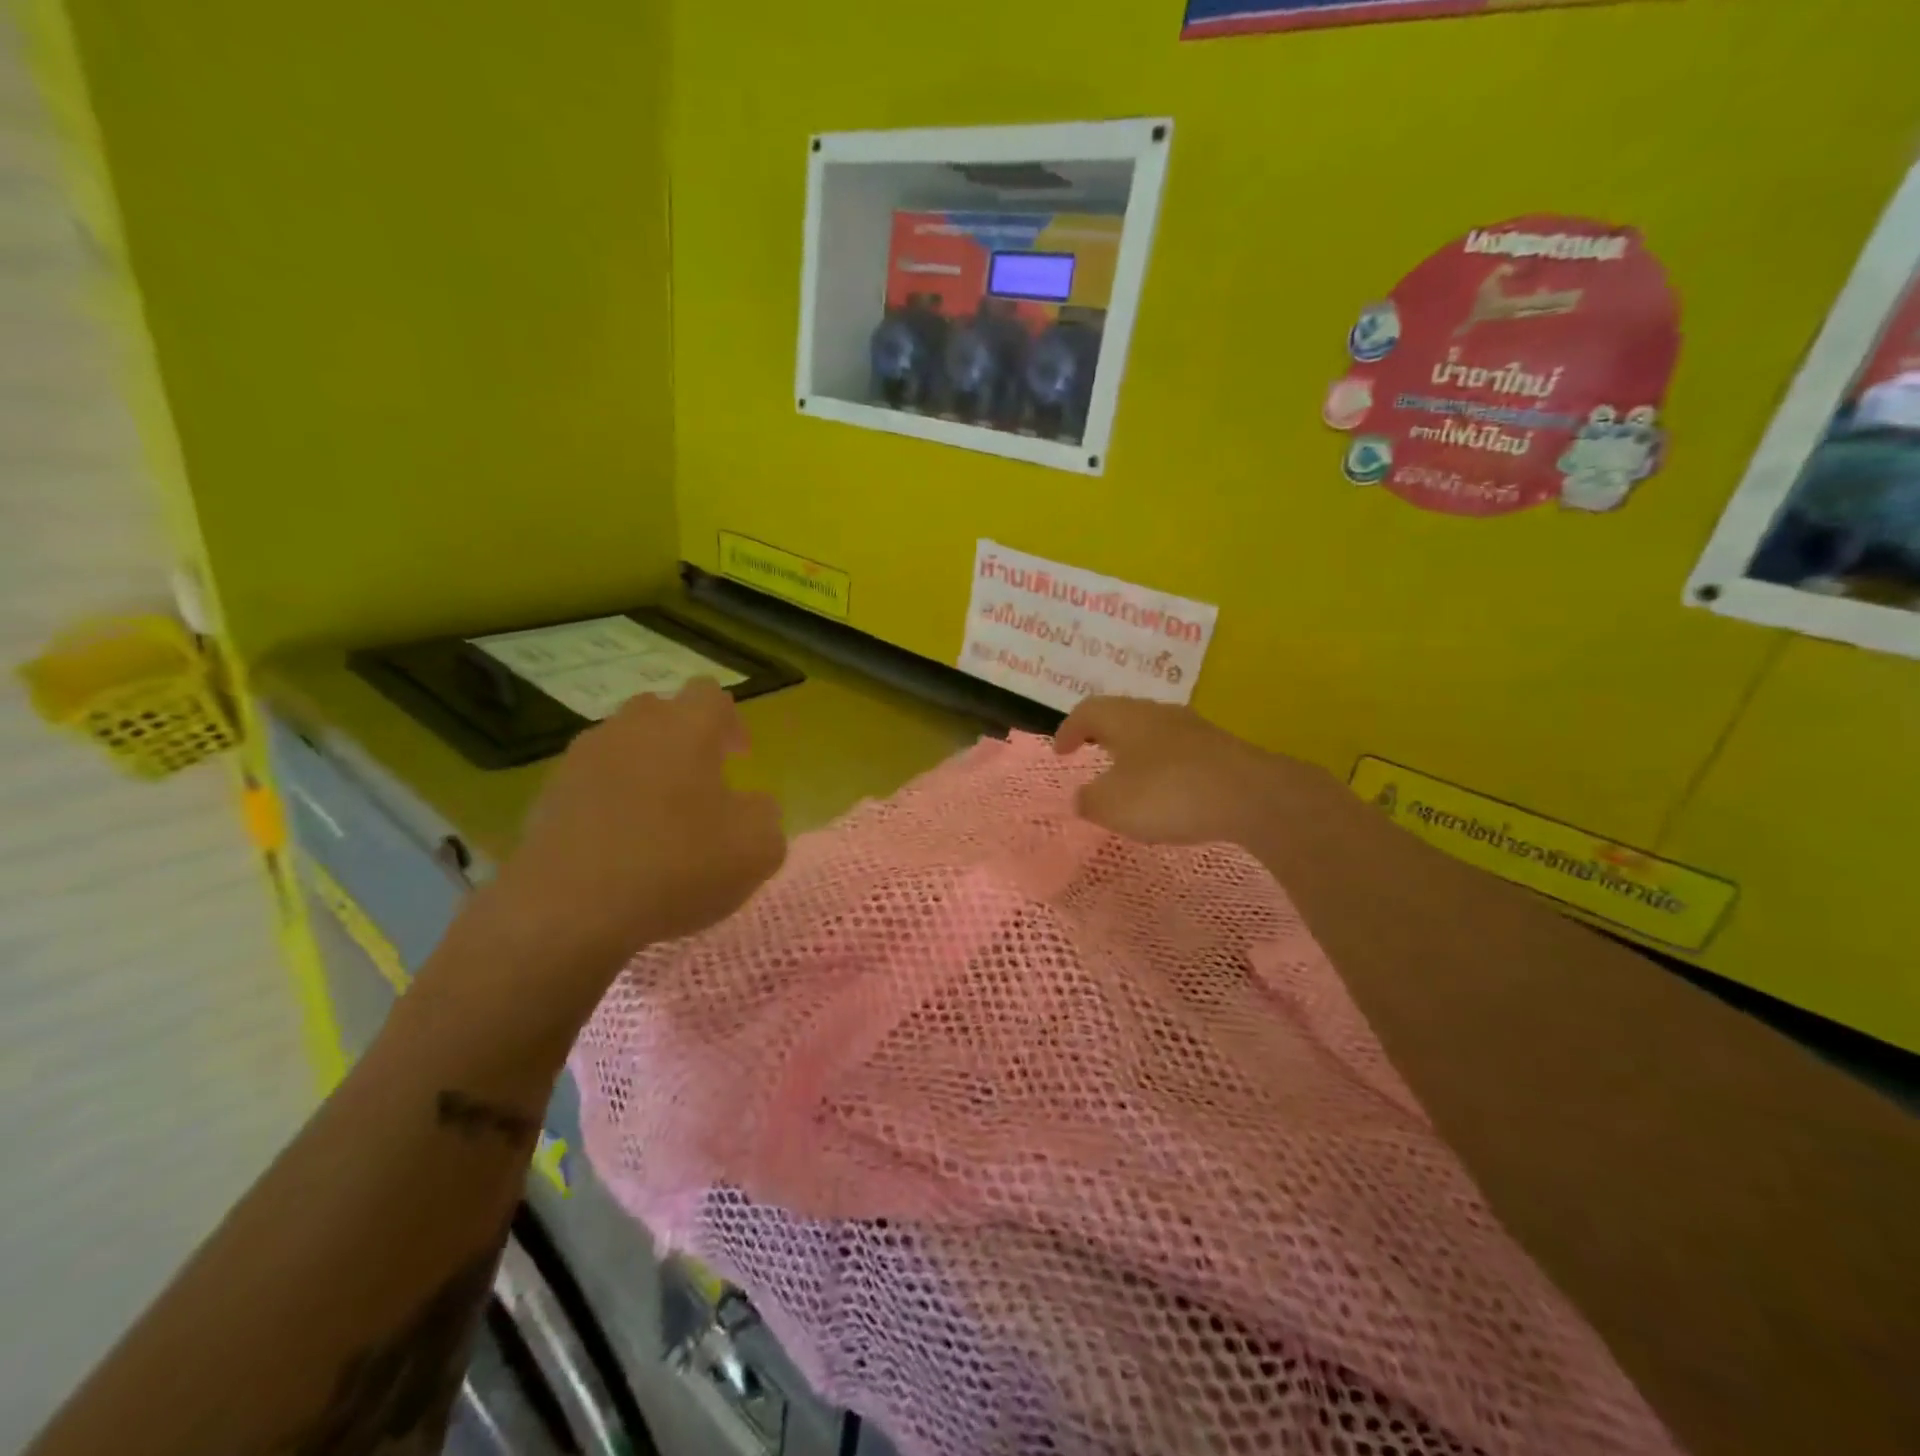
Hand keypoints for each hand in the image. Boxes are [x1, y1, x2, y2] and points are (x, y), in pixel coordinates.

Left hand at [463, 679, 785, 998]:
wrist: (568, 912)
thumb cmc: (677, 867)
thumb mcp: (758, 849)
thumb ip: (766, 814)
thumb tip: (751, 806)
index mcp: (686, 728)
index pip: (711, 694)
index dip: (730, 722)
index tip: (739, 758)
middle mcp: (631, 728)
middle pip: (661, 712)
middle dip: (684, 739)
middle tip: (701, 783)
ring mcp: (582, 759)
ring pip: (622, 746)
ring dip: (645, 769)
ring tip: (658, 817)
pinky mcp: (548, 795)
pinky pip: (591, 783)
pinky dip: (609, 801)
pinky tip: (620, 844)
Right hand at [1054, 696, 1343, 848]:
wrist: (1251, 796)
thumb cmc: (1168, 793)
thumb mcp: (1112, 806)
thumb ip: (1089, 800)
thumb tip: (1083, 796)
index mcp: (1125, 718)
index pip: (1087, 711)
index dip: (1068, 730)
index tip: (1061, 752)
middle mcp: (1158, 713)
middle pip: (1122, 715)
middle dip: (1103, 735)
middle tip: (1092, 754)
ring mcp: (1194, 729)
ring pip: (1153, 732)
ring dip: (1135, 751)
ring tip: (1128, 777)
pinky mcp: (1220, 750)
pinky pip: (1179, 753)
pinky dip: (1163, 768)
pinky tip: (1168, 794)